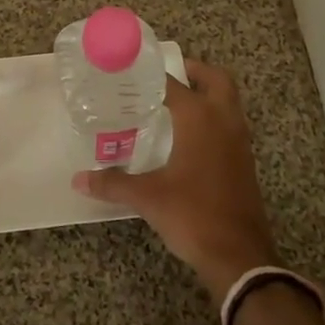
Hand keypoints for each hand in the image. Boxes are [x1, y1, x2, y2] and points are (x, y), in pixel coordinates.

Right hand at [73, 58, 277, 298]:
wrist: (239, 254)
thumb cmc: (192, 214)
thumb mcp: (147, 197)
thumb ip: (112, 183)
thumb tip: (79, 179)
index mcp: (200, 118)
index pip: (174, 84)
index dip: (153, 74)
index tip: (133, 70)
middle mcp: (224, 121)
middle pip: (217, 80)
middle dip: (195, 71)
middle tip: (168, 76)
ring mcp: (239, 142)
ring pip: (229, 102)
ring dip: (208, 94)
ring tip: (175, 103)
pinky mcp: (245, 162)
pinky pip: (230, 125)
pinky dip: (214, 118)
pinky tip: (190, 138)